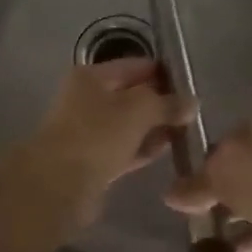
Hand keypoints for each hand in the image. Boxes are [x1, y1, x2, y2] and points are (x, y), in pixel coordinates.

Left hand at [9, 59, 195, 215]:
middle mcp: (87, 99)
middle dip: (161, 102)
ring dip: (155, 127)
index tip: (191, 84)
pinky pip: (125, 148)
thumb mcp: (139, 109)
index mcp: (91, 76)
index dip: (163, 72)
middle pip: (132, 95)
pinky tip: (167, 150)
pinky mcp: (93, 161)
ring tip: (186, 131)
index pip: (135, 66)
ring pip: (130, 124)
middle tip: (193, 111)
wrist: (59, 185)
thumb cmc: (97, 135)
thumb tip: (191, 103)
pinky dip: (144, 148)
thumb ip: (167, 103)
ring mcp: (89, 131)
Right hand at [164, 106, 251, 251]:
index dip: (207, 160)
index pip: (229, 137)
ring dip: (240, 216)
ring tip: (211, 238)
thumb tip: (170, 193)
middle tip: (198, 213)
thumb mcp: (221, 175)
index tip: (189, 186)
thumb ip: (195, 183)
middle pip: (248, 167)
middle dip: (225, 190)